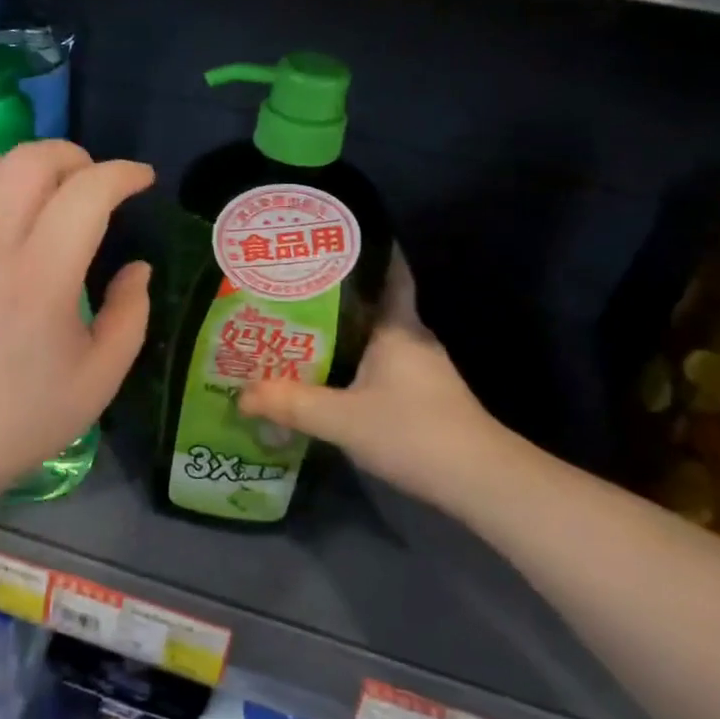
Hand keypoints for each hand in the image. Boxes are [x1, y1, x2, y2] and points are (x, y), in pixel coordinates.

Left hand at [0, 141, 153, 483]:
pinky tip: (7, 219)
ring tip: (52, 194)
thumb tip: (137, 266)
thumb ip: (132, 310)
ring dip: (32, 167)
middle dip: (76, 157)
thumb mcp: (103, 373)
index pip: (86, 193)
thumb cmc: (30, 412)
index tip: (143, 180)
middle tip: (96, 184)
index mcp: (42, 280)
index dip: (123, 174)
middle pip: (32, 160)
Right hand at [239, 252, 521, 499]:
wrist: (478, 481)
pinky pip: (377, 364)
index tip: (332, 237)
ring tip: (295, 326)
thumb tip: (242, 395)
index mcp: (398, 327)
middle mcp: (410, 338)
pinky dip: (351, 360)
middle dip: (334, 293)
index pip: (389, 272)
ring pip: (372, 336)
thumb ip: (292, 404)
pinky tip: (325, 372)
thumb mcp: (342, 419)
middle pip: (371, 303)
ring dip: (340, 330)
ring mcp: (419, 369)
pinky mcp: (420, 396)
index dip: (367, 250)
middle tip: (289, 285)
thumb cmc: (413, 431)